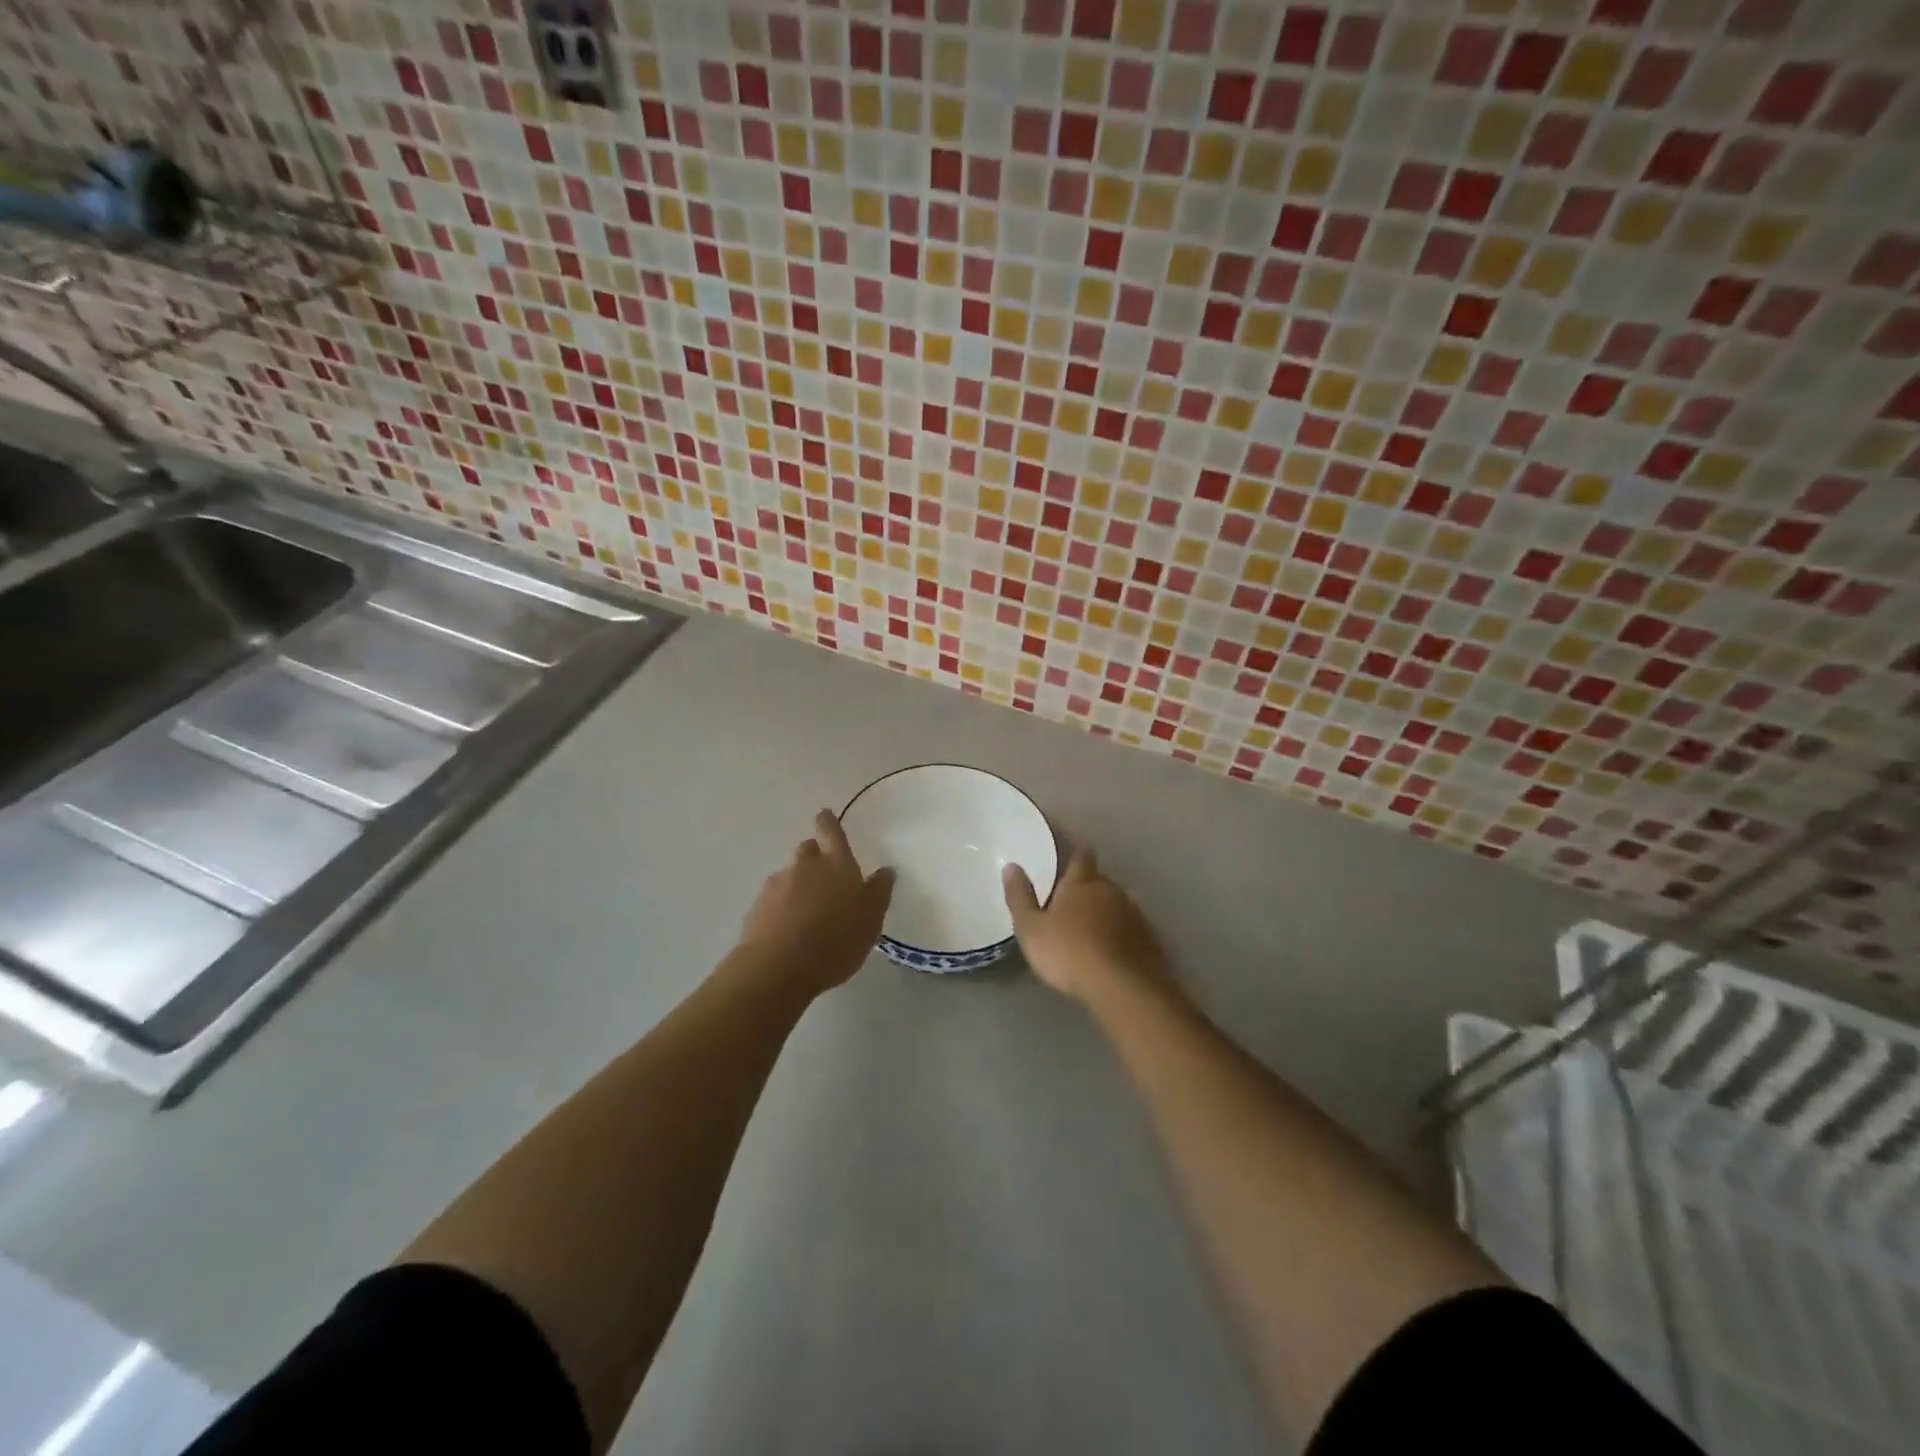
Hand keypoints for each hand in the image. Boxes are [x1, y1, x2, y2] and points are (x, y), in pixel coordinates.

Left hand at [737, 810, 894, 995]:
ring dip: (798, 885)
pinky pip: (774, 899)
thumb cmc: (835, 942)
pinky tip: (790, 929)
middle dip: (815, 856)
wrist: (777, 967)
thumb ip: (878, 893)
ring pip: (790, 875)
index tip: (825, 814)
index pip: (831, 832)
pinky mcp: (757, 907)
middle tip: (826, 878)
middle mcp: (805, 866)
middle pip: (808, 850)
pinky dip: (782, 906)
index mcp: (837, 864)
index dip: (828, 822)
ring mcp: (777, 884)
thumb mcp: (870, 920)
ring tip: (808, 913)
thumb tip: (885, 870)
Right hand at [1003, 847, 1172, 1004]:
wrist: (1124, 988)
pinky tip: (1110, 950)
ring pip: (1115, 904)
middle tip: (1069, 899)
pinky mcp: (1149, 940)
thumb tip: (1011, 866)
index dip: (1074, 847)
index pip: (1080, 854)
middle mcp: (1111, 890)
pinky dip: (1118, 933)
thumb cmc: (1069, 953)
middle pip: (1098, 880)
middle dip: (1085, 886)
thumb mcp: (1031, 929)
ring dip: (1103, 911)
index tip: (1067, 844)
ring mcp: (1135, 915)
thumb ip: (1020, 897)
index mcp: (1082, 882)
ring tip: (1088, 928)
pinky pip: (1129, 929)